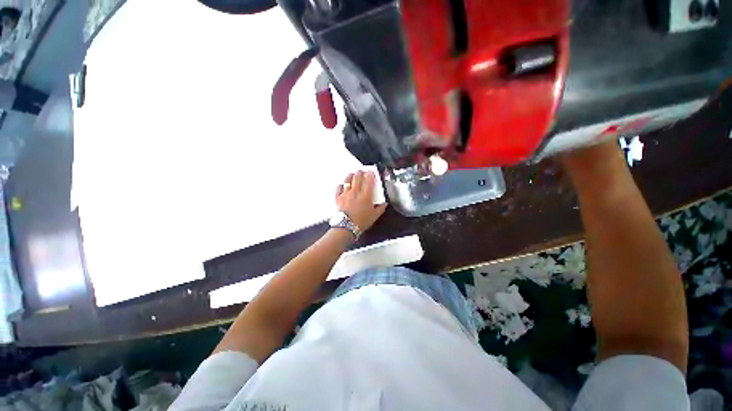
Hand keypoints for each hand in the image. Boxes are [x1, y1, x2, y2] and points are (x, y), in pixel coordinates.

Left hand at [335, 171, 386, 230]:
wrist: (346, 227)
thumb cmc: (361, 222)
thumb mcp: (374, 216)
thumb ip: (380, 208)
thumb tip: (384, 203)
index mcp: (365, 196)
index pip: (368, 180)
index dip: (370, 174)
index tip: (371, 172)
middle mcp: (355, 192)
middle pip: (357, 177)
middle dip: (360, 172)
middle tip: (362, 171)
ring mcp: (345, 194)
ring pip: (347, 180)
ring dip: (350, 176)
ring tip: (352, 174)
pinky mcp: (338, 198)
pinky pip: (338, 188)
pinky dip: (341, 185)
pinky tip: (342, 185)